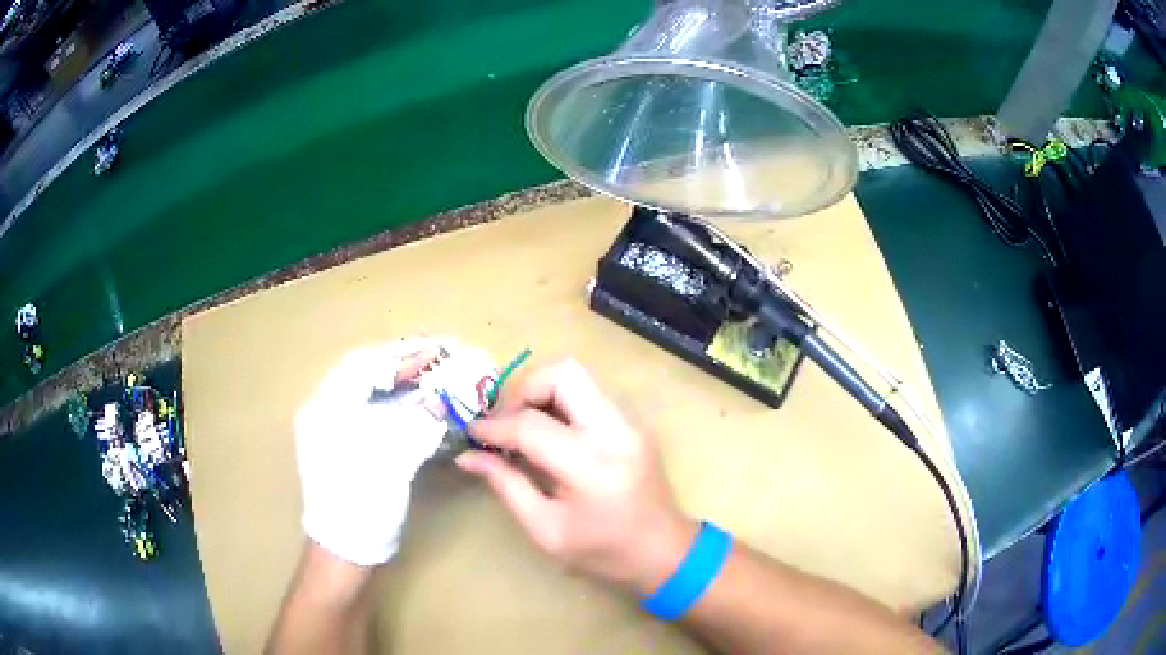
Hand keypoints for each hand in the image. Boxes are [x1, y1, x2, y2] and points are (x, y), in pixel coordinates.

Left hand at [295, 339, 448, 566]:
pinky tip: (421, 405)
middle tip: (440, 357)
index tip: (436, 352)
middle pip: (364, 374)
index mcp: (326, 410)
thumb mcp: (391, 464)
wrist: (345, 552)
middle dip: (403, 364)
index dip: (400, 356)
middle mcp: (325, 412)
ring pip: (370, 392)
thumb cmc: (361, 507)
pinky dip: (399, 404)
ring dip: (403, 382)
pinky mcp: (347, 446)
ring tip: (436, 374)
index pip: (362, 366)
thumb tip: (444, 398)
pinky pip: (374, 412)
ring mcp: (334, 429)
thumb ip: (417, 425)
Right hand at [457, 360, 697, 593]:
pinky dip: (560, 403)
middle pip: (563, 373)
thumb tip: (467, 455)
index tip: (472, 433)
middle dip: (523, 389)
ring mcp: (630, 423)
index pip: (532, 426)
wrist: (664, 552)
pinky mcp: (633, 423)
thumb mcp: (545, 530)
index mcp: (592, 468)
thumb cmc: (603, 552)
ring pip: (578, 377)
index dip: (494, 427)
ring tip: (522, 428)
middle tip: (505, 422)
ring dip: (541, 393)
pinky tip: (549, 434)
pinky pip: (589, 394)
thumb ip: (506, 486)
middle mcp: (616, 433)